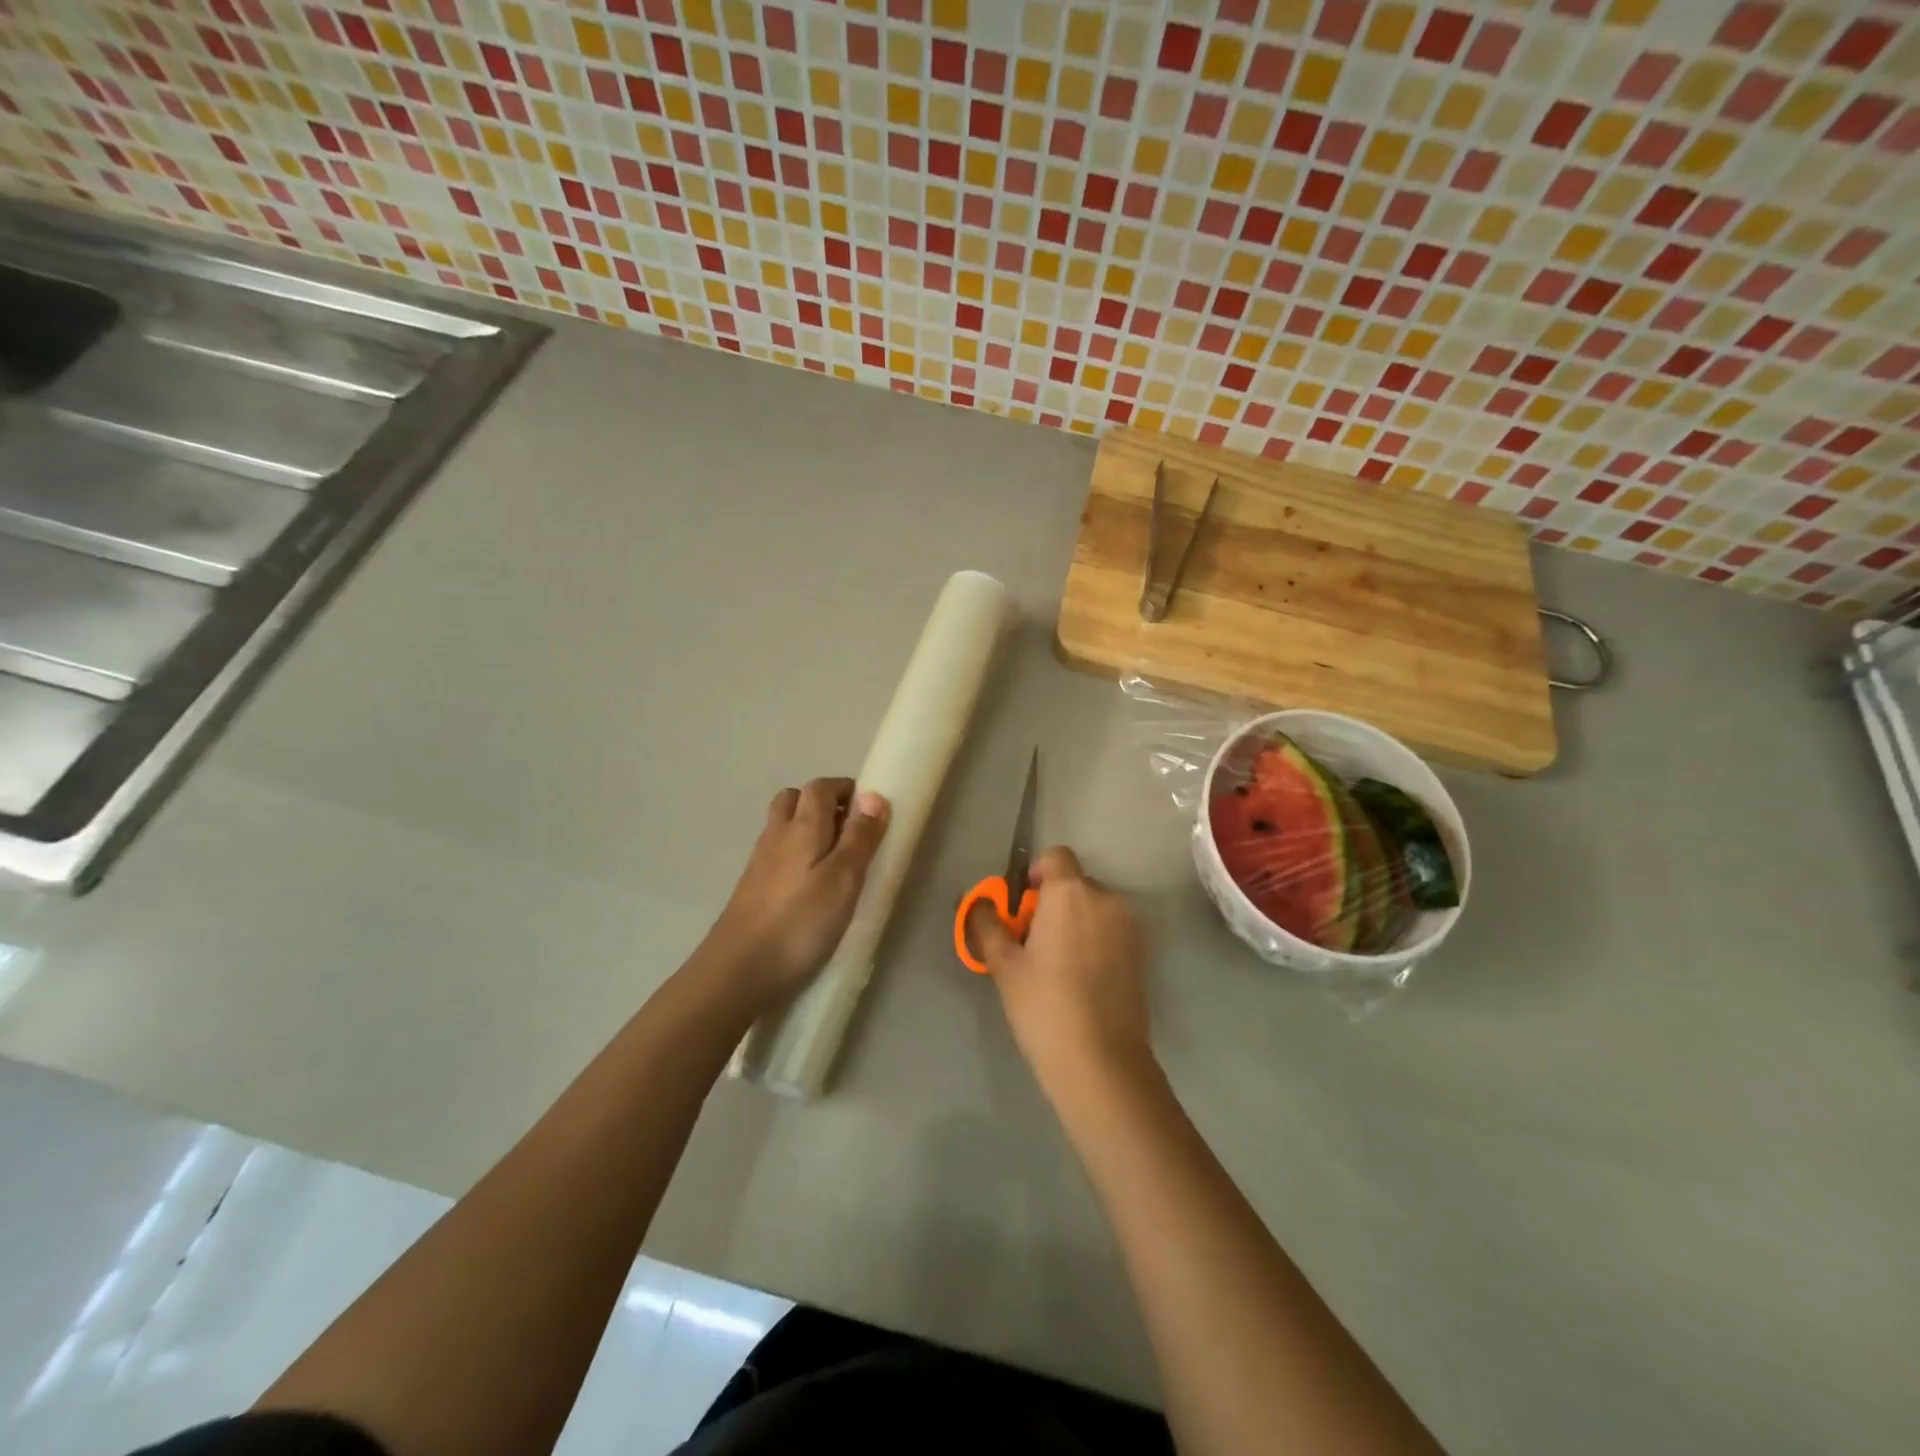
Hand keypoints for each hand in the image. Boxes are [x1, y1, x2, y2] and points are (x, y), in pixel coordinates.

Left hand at [703, 778, 888, 1010]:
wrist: (737, 971)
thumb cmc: (800, 922)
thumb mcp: (843, 878)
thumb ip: (859, 837)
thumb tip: (873, 795)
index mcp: (801, 826)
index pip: (821, 788)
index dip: (846, 790)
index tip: (871, 809)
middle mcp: (776, 835)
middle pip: (795, 801)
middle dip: (824, 804)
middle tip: (851, 831)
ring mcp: (759, 863)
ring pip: (783, 828)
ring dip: (808, 830)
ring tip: (836, 861)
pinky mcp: (752, 890)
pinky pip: (777, 855)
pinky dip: (796, 856)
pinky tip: (811, 887)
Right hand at [969, 846, 1153, 1093]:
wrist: (1102, 1063)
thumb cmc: (1045, 1007)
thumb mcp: (1005, 966)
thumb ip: (987, 925)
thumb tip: (975, 902)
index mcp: (1070, 893)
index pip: (1056, 857)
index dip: (1036, 873)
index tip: (1021, 905)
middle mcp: (1105, 899)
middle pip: (1075, 884)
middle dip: (1053, 902)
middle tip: (1032, 942)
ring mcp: (1129, 926)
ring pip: (1094, 908)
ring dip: (1075, 922)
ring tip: (1056, 965)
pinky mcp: (1142, 953)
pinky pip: (1111, 930)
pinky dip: (1094, 940)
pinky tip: (1080, 979)